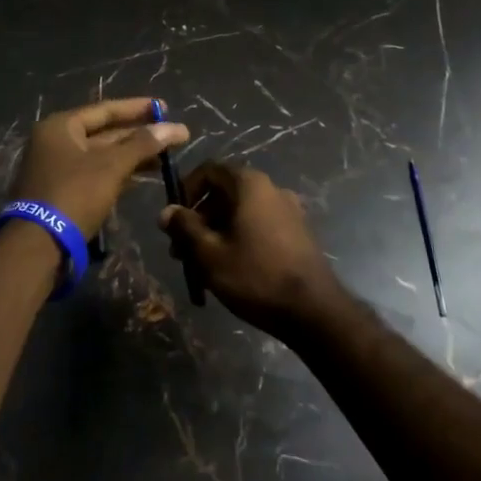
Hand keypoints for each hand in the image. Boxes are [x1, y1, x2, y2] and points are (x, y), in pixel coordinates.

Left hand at [10, 97, 188, 239]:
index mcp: (61, 126)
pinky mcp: (62, 193)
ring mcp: (57, 169)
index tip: (165, 107)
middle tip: (173, 136)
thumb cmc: (74, 194)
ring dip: (132, 156)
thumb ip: (142, 144)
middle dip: (139, 135)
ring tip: (165, 158)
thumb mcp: (111, 166)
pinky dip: (118, 173)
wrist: (37, 245)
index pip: (105, 109)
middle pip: (104, 133)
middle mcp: (55, 142)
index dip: (138, 108)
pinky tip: (142, 177)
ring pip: (102, 156)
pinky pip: (95, 174)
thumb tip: (175, 127)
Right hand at [159, 163, 340, 336]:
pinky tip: (229, 269)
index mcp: (250, 184)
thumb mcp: (209, 253)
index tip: (174, 219)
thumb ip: (185, 227)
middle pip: (224, 193)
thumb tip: (167, 212)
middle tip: (181, 250)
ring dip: (215, 232)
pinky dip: (238, 239)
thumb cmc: (255, 275)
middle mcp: (271, 189)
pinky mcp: (297, 233)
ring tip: (200, 266)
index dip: (186, 190)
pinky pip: (258, 226)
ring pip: (240, 212)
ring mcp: (288, 210)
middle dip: (198, 218)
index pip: (209, 170)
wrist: (313, 310)